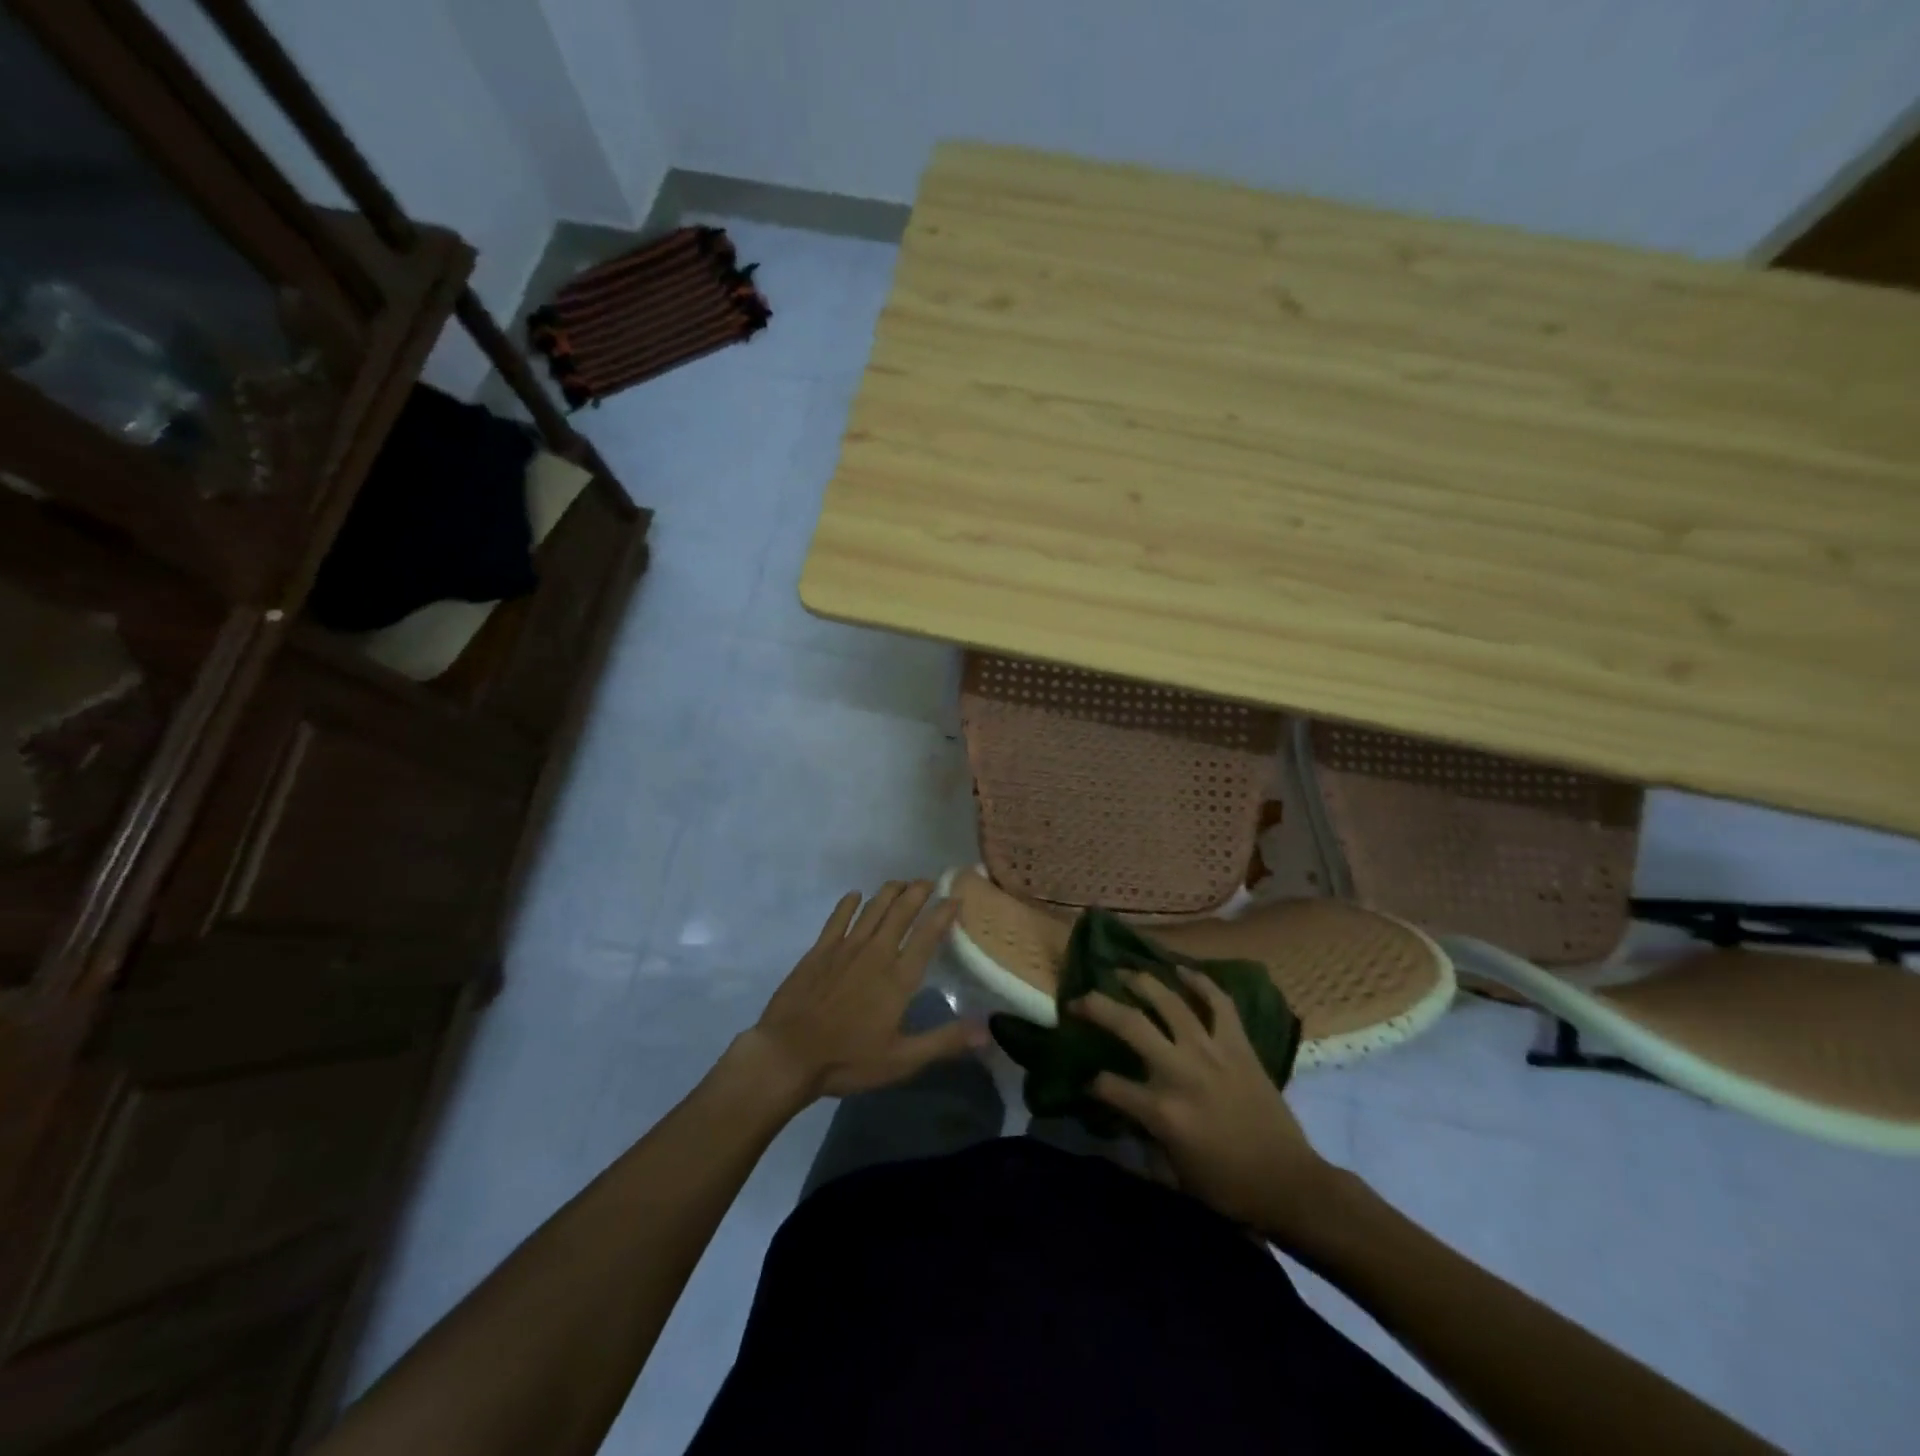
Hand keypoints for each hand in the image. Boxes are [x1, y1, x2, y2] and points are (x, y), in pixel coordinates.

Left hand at [744, 881, 983, 1101]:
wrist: (788, 1054)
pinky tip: (855, 895)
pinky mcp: (819, 950)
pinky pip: (838, 918)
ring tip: (902, 882)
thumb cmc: (848, 1060)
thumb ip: (944, 1041)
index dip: (943, 913)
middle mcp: (876, 953)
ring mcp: (845, 948)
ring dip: (889, 892)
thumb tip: (987, 1029)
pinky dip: (849, 904)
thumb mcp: (902, 1060)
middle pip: (901, 912)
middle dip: (918, 892)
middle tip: (930, 880)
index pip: (927, 935)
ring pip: (873, 909)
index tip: (956, 897)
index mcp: (899, 978)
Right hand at [1075, 966, 1336, 1243]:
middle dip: (1096, 1007)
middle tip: (1079, 1000)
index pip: (1109, 1085)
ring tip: (1123, 972)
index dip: (1092, 1083)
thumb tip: (1119, 1111)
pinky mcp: (1238, 1045)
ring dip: (1142, 983)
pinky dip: (1200, 983)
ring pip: (1169, 1003)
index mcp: (1162, 1111)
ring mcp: (1211, 1052)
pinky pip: (1219, 1003)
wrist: (1289, 1183)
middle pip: (1129, 1025)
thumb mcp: (1173, 1172)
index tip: (1088, 1081)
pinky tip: (1181, 970)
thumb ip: (1143, 1135)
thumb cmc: (1228, 1186)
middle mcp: (1181, 1072)